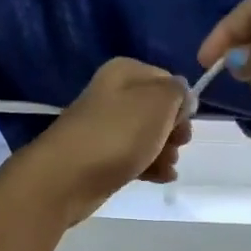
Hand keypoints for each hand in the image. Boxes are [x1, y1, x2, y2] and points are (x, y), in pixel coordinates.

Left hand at [11, 58, 191, 225]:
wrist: (66, 177)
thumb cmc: (117, 134)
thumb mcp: (158, 102)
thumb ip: (177, 92)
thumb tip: (181, 95)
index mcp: (124, 72)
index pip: (167, 80)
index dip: (181, 102)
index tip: (185, 123)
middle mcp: (113, 95)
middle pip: (158, 111)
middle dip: (173, 130)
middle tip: (177, 145)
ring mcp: (105, 128)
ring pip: (147, 137)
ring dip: (164, 151)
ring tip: (167, 167)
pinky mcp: (100, 157)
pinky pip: (133, 158)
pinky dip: (149, 167)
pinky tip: (161, 178)